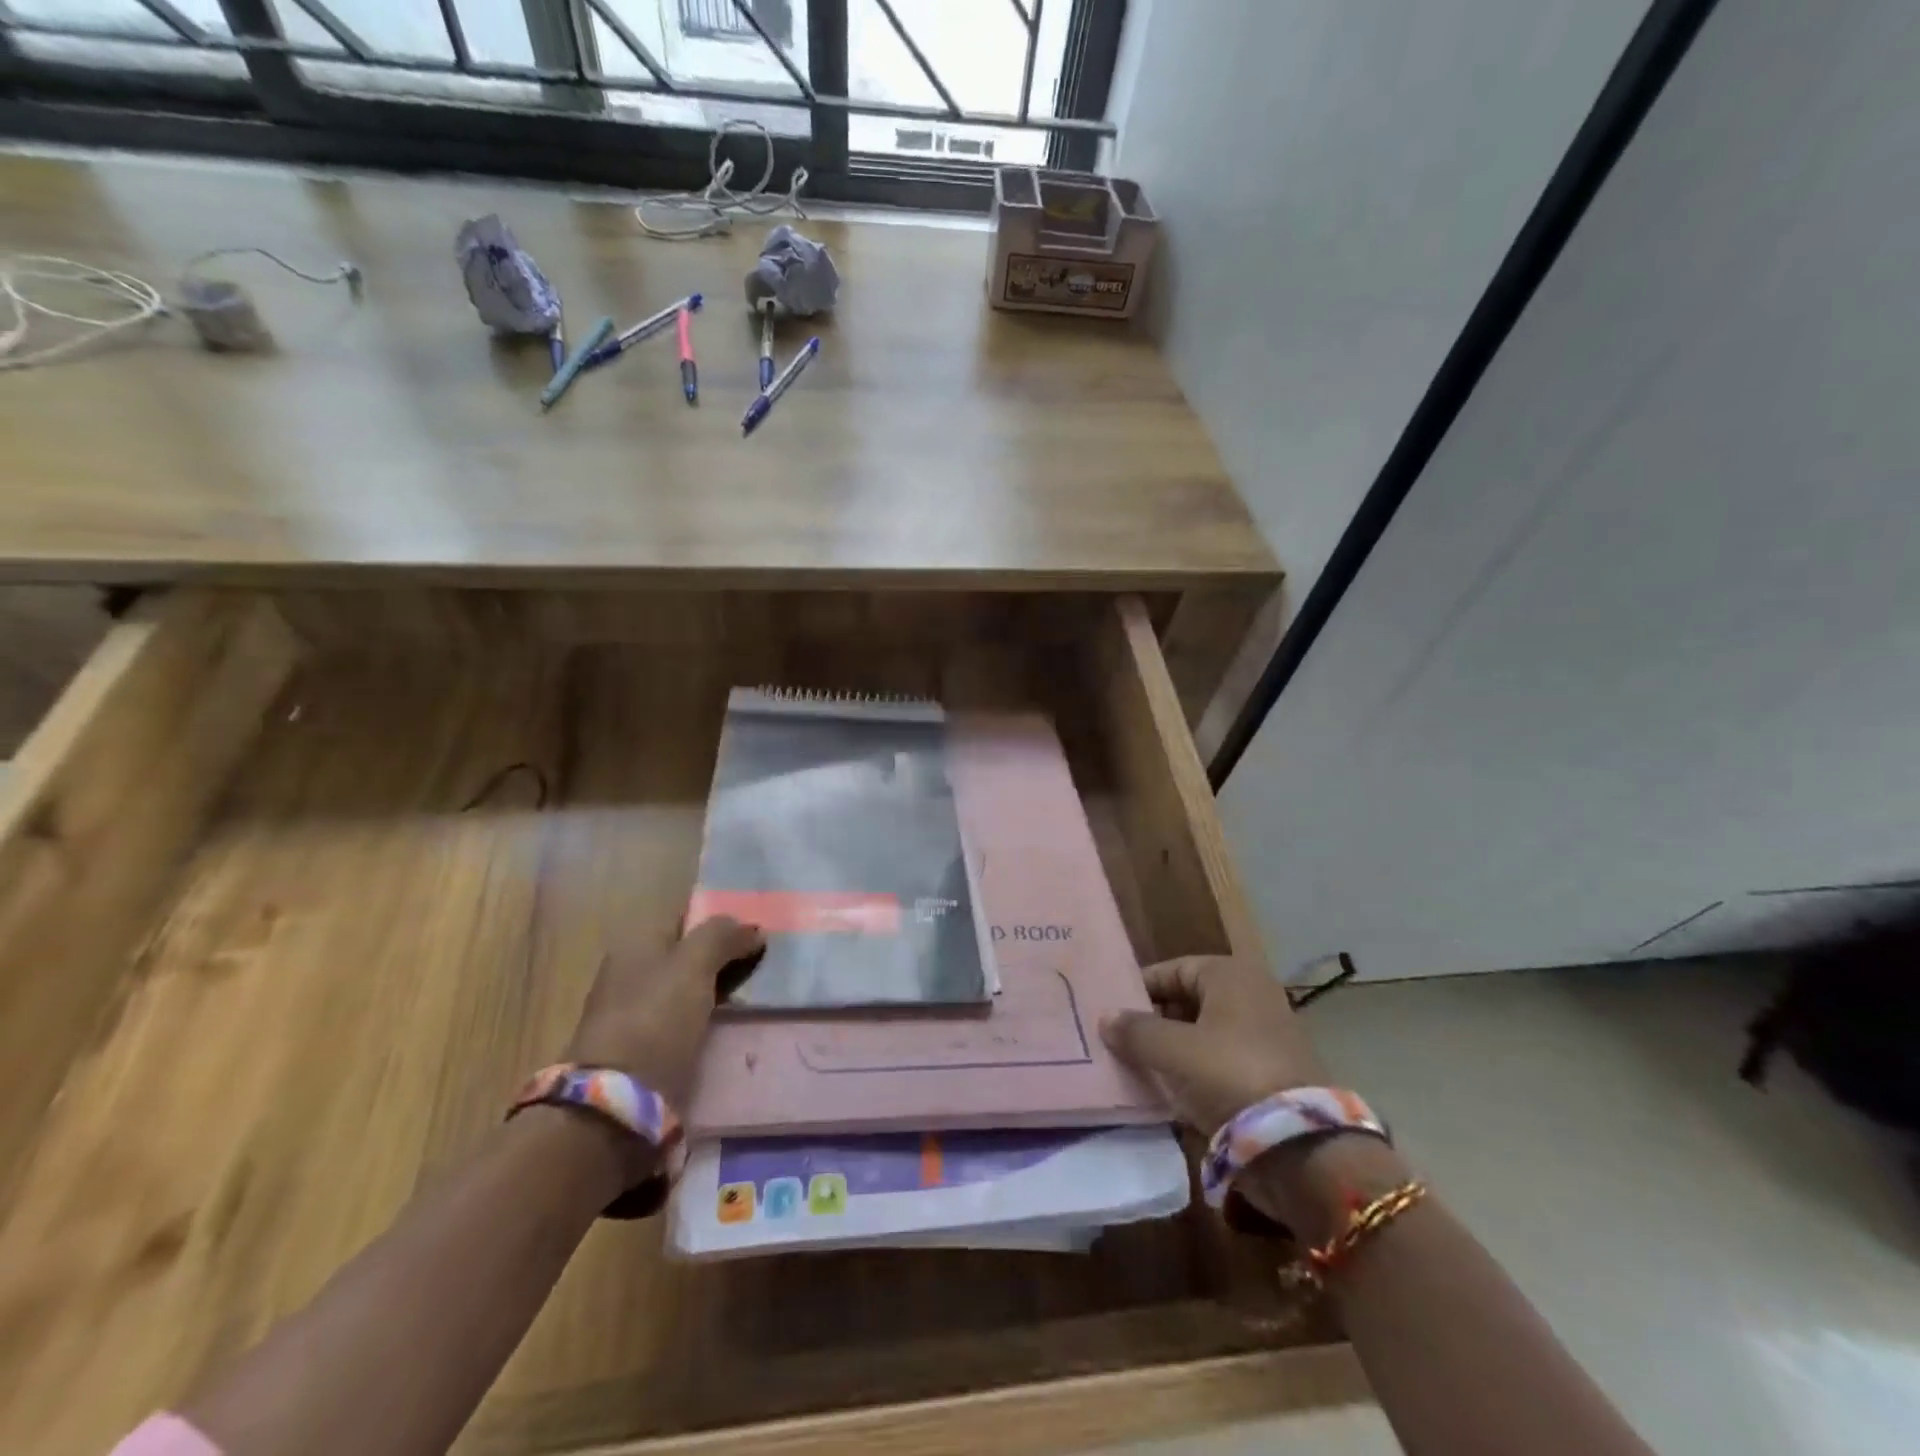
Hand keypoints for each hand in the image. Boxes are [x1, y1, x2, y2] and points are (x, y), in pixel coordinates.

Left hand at [565, 917, 764, 1105]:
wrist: (616, 1100)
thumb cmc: (656, 1017)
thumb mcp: (695, 964)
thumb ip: (723, 936)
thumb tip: (752, 928)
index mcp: (635, 941)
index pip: (687, 917)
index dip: (722, 921)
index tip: (757, 933)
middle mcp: (629, 969)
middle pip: (687, 953)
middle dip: (722, 958)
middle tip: (763, 966)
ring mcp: (632, 1009)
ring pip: (686, 988)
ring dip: (716, 991)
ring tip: (753, 998)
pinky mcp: (640, 1046)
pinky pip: (682, 1019)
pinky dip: (704, 1020)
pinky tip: (728, 1027)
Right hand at [1101, 955, 1330, 1135]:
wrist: (1300, 1144)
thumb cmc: (1230, 1075)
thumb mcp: (1173, 1050)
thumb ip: (1136, 1031)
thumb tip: (1106, 1017)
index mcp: (1231, 975)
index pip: (1172, 970)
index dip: (1141, 989)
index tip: (1113, 1013)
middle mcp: (1253, 995)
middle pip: (1189, 1001)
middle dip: (1156, 1022)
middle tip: (1123, 1043)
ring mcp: (1267, 1034)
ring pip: (1205, 1034)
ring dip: (1175, 1050)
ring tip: (1141, 1069)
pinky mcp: (1273, 1072)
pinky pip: (1222, 1062)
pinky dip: (1198, 1072)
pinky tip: (1172, 1093)